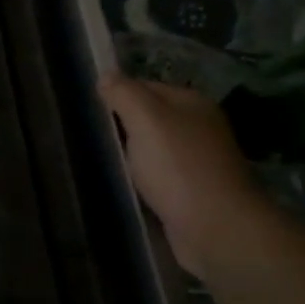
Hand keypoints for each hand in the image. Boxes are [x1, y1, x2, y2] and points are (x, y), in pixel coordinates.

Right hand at [99, 74, 269, 278]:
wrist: (216, 228)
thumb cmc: (178, 167)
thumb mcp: (145, 120)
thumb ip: (124, 94)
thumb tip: (106, 75)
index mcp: (192, 103)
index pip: (145, 86)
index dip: (116, 94)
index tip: (88, 109)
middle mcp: (199, 127)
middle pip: (150, 117)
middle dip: (122, 125)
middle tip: (89, 134)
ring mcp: (198, 160)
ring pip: (153, 148)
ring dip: (131, 154)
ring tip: (101, 159)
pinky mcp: (193, 191)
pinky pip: (159, 175)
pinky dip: (142, 178)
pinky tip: (125, 184)